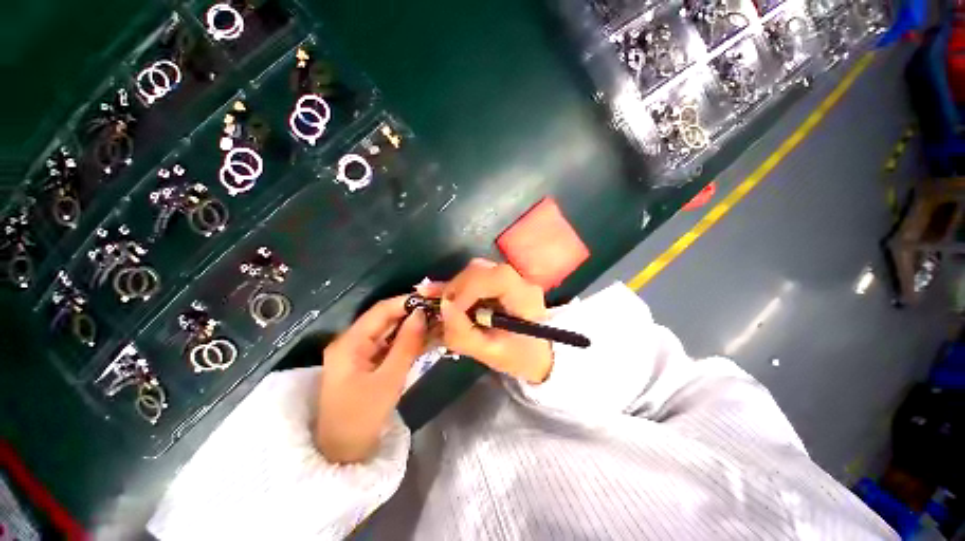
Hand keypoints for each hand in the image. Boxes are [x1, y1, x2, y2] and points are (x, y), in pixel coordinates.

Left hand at [315, 296, 427, 463]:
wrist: (342, 454)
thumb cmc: (362, 418)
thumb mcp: (389, 380)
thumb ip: (407, 344)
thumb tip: (421, 314)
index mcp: (350, 342)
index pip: (381, 311)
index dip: (406, 302)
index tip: (431, 299)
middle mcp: (353, 341)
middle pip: (386, 319)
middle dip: (413, 314)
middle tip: (440, 312)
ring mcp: (361, 352)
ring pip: (390, 332)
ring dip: (413, 328)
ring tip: (439, 323)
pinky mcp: (368, 363)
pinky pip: (391, 346)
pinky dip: (408, 342)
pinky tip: (428, 339)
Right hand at [436, 259, 552, 383]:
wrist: (540, 354)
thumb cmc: (520, 357)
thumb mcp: (491, 354)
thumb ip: (464, 334)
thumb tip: (444, 307)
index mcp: (525, 297)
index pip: (496, 278)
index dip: (468, 288)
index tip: (450, 309)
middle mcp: (519, 281)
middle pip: (481, 270)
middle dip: (456, 287)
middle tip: (442, 309)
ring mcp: (510, 278)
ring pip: (476, 270)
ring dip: (456, 286)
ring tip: (444, 305)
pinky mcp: (501, 281)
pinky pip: (476, 276)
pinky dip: (459, 286)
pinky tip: (442, 295)